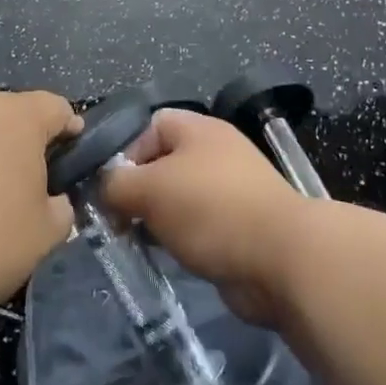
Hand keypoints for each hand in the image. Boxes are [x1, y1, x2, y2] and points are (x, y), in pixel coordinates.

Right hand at [100, 110, 307, 326]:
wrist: (281, 259)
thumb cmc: (210, 209)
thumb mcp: (149, 189)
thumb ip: (115, 184)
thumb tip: (104, 190)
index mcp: (197, 129)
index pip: (148, 126)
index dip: (124, 153)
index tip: (110, 188)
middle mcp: (214, 152)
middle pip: (161, 163)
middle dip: (137, 191)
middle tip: (116, 221)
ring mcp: (229, 191)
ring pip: (177, 198)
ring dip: (155, 219)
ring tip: (136, 242)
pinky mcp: (238, 227)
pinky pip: (197, 226)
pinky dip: (179, 239)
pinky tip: (167, 256)